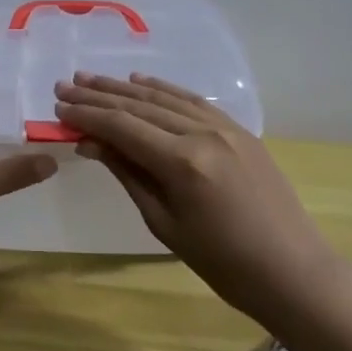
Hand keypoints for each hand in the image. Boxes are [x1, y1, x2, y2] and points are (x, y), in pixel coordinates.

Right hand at [54, 72, 326, 321]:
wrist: (292, 271)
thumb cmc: (222, 263)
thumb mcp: (164, 223)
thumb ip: (128, 174)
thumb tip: (91, 143)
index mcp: (182, 162)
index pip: (122, 126)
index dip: (86, 116)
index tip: (58, 110)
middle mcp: (202, 133)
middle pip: (139, 106)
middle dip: (97, 96)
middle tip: (64, 86)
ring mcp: (225, 127)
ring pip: (164, 97)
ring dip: (124, 87)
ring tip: (90, 79)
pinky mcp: (239, 130)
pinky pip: (192, 101)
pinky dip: (162, 89)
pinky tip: (140, 81)